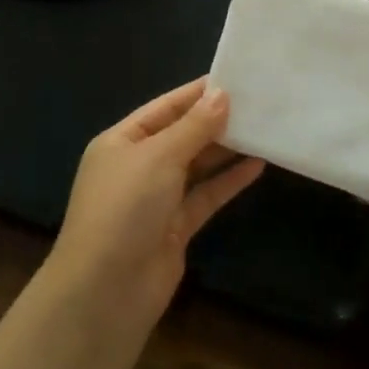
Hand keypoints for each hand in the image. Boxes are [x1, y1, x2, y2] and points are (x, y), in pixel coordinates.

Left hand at [50, 78, 264, 324]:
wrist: (106, 291)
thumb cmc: (125, 208)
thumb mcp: (159, 157)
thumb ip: (194, 127)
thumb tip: (222, 95)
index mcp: (121, 142)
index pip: (164, 108)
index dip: (196, 94)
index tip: (233, 78)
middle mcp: (137, 167)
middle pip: (181, 135)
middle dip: (214, 120)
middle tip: (257, 101)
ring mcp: (156, 199)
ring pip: (196, 166)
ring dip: (225, 149)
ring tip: (262, 126)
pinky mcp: (175, 228)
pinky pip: (205, 196)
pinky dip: (228, 181)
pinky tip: (257, 165)